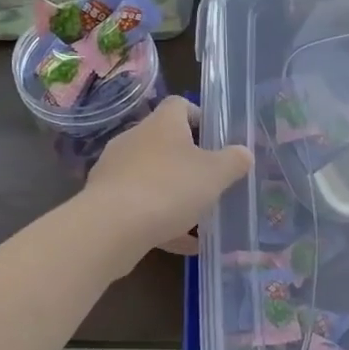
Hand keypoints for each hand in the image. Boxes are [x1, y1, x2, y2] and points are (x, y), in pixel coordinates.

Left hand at [81, 98, 252, 260]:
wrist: (111, 227)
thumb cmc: (170, 188)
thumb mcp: (215, 174)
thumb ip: (234, 161)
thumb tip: (243, 152)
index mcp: (162, 124)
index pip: (180, 105)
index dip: (200, 117)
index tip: (216, 138)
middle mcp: (135, 139)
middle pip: (165, 142)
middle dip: (189, 161)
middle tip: (212, 180)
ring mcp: (116, 170)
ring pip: (152, 176)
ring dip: (175, 192)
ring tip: (199, 216)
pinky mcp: (105, 200)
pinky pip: (140, 205)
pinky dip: (161, 219)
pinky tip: (183, 244)